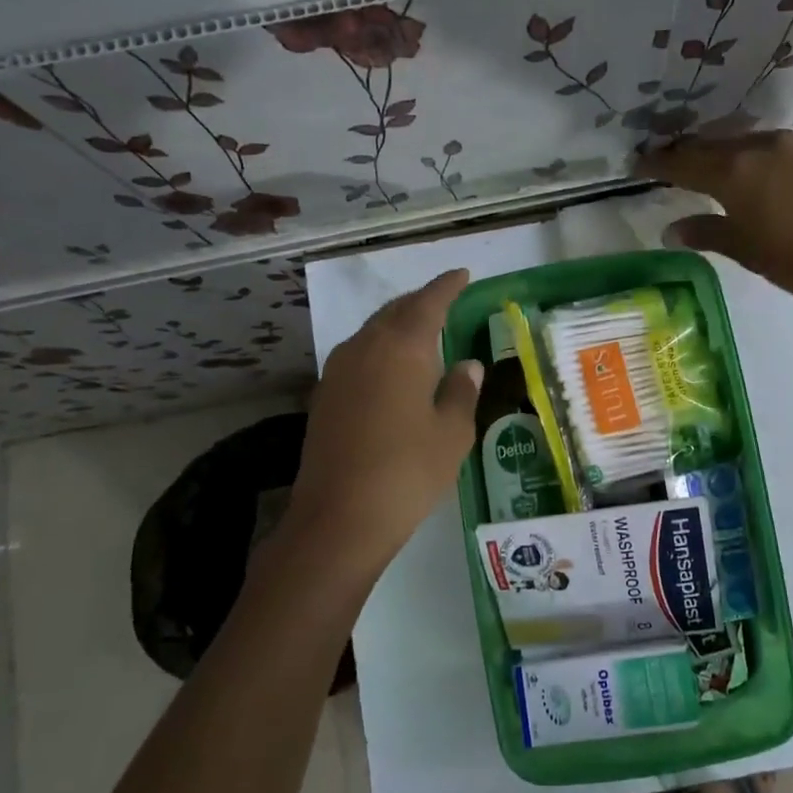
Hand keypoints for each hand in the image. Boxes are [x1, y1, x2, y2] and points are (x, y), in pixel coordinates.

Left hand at [276, 269, 482, 585]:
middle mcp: (365, 347)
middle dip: (421, 303)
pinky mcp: (324, 396)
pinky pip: (358, 356)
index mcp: (402, 347)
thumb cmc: (408, 471)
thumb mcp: (451, 433)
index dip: (447, 286)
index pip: (428, 302)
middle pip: (395, 311)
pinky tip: (392, 369)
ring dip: (397, 326)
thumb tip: (467, 366)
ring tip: (422, 333)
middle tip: (445, 302)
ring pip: (372, 332)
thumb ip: (462, 392)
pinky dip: (380, 350)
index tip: (462, 274)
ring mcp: (338, 371)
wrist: (339, 518)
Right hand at [637, 131, 792, 313]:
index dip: (658, 163)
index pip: (683, 162)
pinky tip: (754, 170)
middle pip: (712, 145)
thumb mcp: (744, 249)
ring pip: (744, 141)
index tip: (638, 163)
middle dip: (687, 154)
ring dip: (721, 151)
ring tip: (709, 165)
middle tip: (668, 163)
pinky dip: (753, 154)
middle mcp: (760, 146)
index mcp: (735, 172)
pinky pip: (773, 145)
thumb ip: (705, 232)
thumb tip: (671, 230)